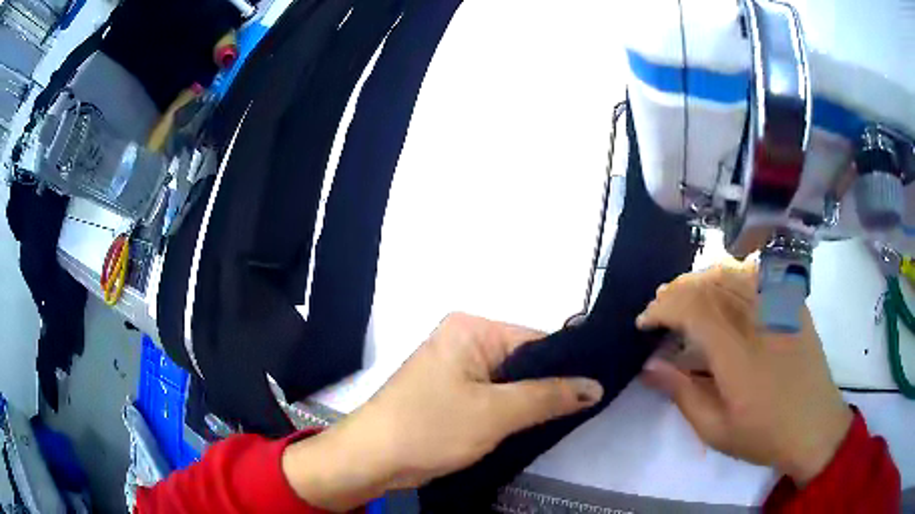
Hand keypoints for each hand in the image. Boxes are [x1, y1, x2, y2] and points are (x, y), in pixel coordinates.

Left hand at [283, 313, 602, 510]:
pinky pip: (493, 396)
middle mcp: (463, 340)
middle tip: (584, 409)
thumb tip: (596, 385)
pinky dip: (511, 411)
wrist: (373, 459)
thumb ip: (549, 397)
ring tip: (565, 419)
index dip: (567, 366)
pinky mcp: (451, 393)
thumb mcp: (496, 413)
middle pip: (523, 361)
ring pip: (510, 382)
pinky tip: (533, 425)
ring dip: (530, 402)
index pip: (536, 341)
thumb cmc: (431, 428)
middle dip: (549, 387)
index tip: (596, 389)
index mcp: (471, 328)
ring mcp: (455, 368)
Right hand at [637, 261, 852, 486]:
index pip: (693, 308)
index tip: (644, 322)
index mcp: (738, 355)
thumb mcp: (715, 429)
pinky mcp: (793, 303)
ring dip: (701, 279)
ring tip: (686, 296)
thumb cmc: (763, 435)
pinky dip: (732, 273)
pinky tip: (723, 287)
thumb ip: (682, 393)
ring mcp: (780, 307)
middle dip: (676, 291)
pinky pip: (759, 273)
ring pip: (732, 272)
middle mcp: (759, 320)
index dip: (663, 308)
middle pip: (710, 283)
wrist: (814, 426)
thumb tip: (649, 366)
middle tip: (660, 309)